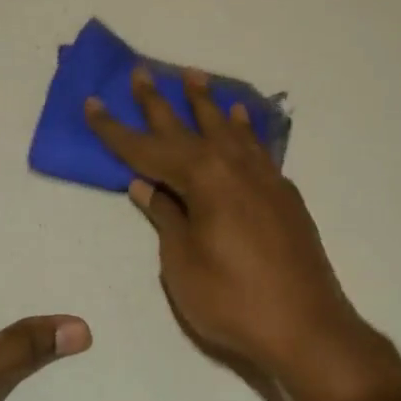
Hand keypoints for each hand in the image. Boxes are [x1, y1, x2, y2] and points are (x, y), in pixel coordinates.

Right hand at [85, 66, 400, 400]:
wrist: (308, 328)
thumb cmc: (233, 300)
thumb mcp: (182, 263)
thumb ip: (166, 218)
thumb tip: (146, 186)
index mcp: (203, 178)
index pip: (147, 149)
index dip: (116, 130)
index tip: (93, 103)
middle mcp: (233, 165)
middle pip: (187, 127)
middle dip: (159, 101)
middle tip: (142, 72)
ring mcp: (263, 177)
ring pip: (228, 128)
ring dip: (207, 103)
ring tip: (194, 76)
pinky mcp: (283, 194)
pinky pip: (257, 146)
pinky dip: (245, 128)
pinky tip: (241, 118)